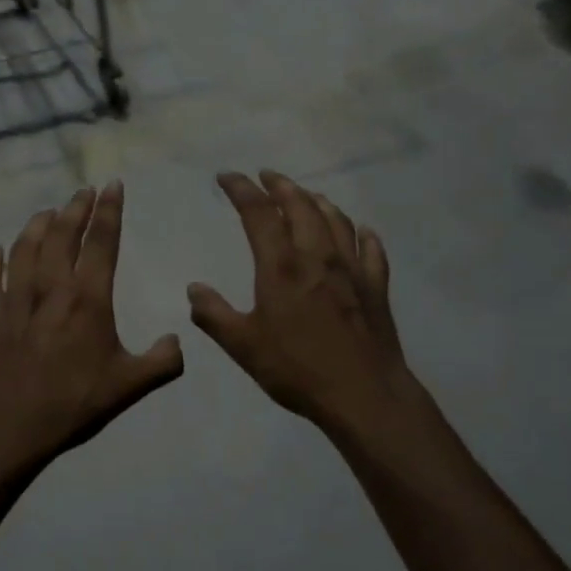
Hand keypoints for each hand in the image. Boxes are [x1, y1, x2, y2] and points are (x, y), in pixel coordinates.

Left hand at [0, 181, 183, 474]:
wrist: (10, 427)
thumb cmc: (74, 404)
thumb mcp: (130, 386)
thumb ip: (162, 362)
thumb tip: (177, 341)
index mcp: (87, 299)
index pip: (101, 242)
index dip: (109, 211)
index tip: (112, 186)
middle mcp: (50, 288)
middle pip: (61, 235)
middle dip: (75, 208)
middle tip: (84, 191)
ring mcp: (14, 299)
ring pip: (24, 248)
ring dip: (37, 225)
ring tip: (48, 213)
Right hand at [188, 171, 414, 430]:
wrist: (363, 394)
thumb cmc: (297, 369)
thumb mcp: (243, 346)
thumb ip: (214, 314)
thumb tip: (194, 288)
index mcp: (281, 266)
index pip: (258, 213)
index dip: (241, 189)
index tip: (226, 177)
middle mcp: (318, 256)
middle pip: (301, 205)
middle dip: (280, 185)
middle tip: (266, 176)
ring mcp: (352, 269)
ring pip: (336, 219)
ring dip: (317, 200)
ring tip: (305, 195)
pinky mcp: (376, 286)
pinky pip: (371, 249)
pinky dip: (361, 233)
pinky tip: (360, 231)